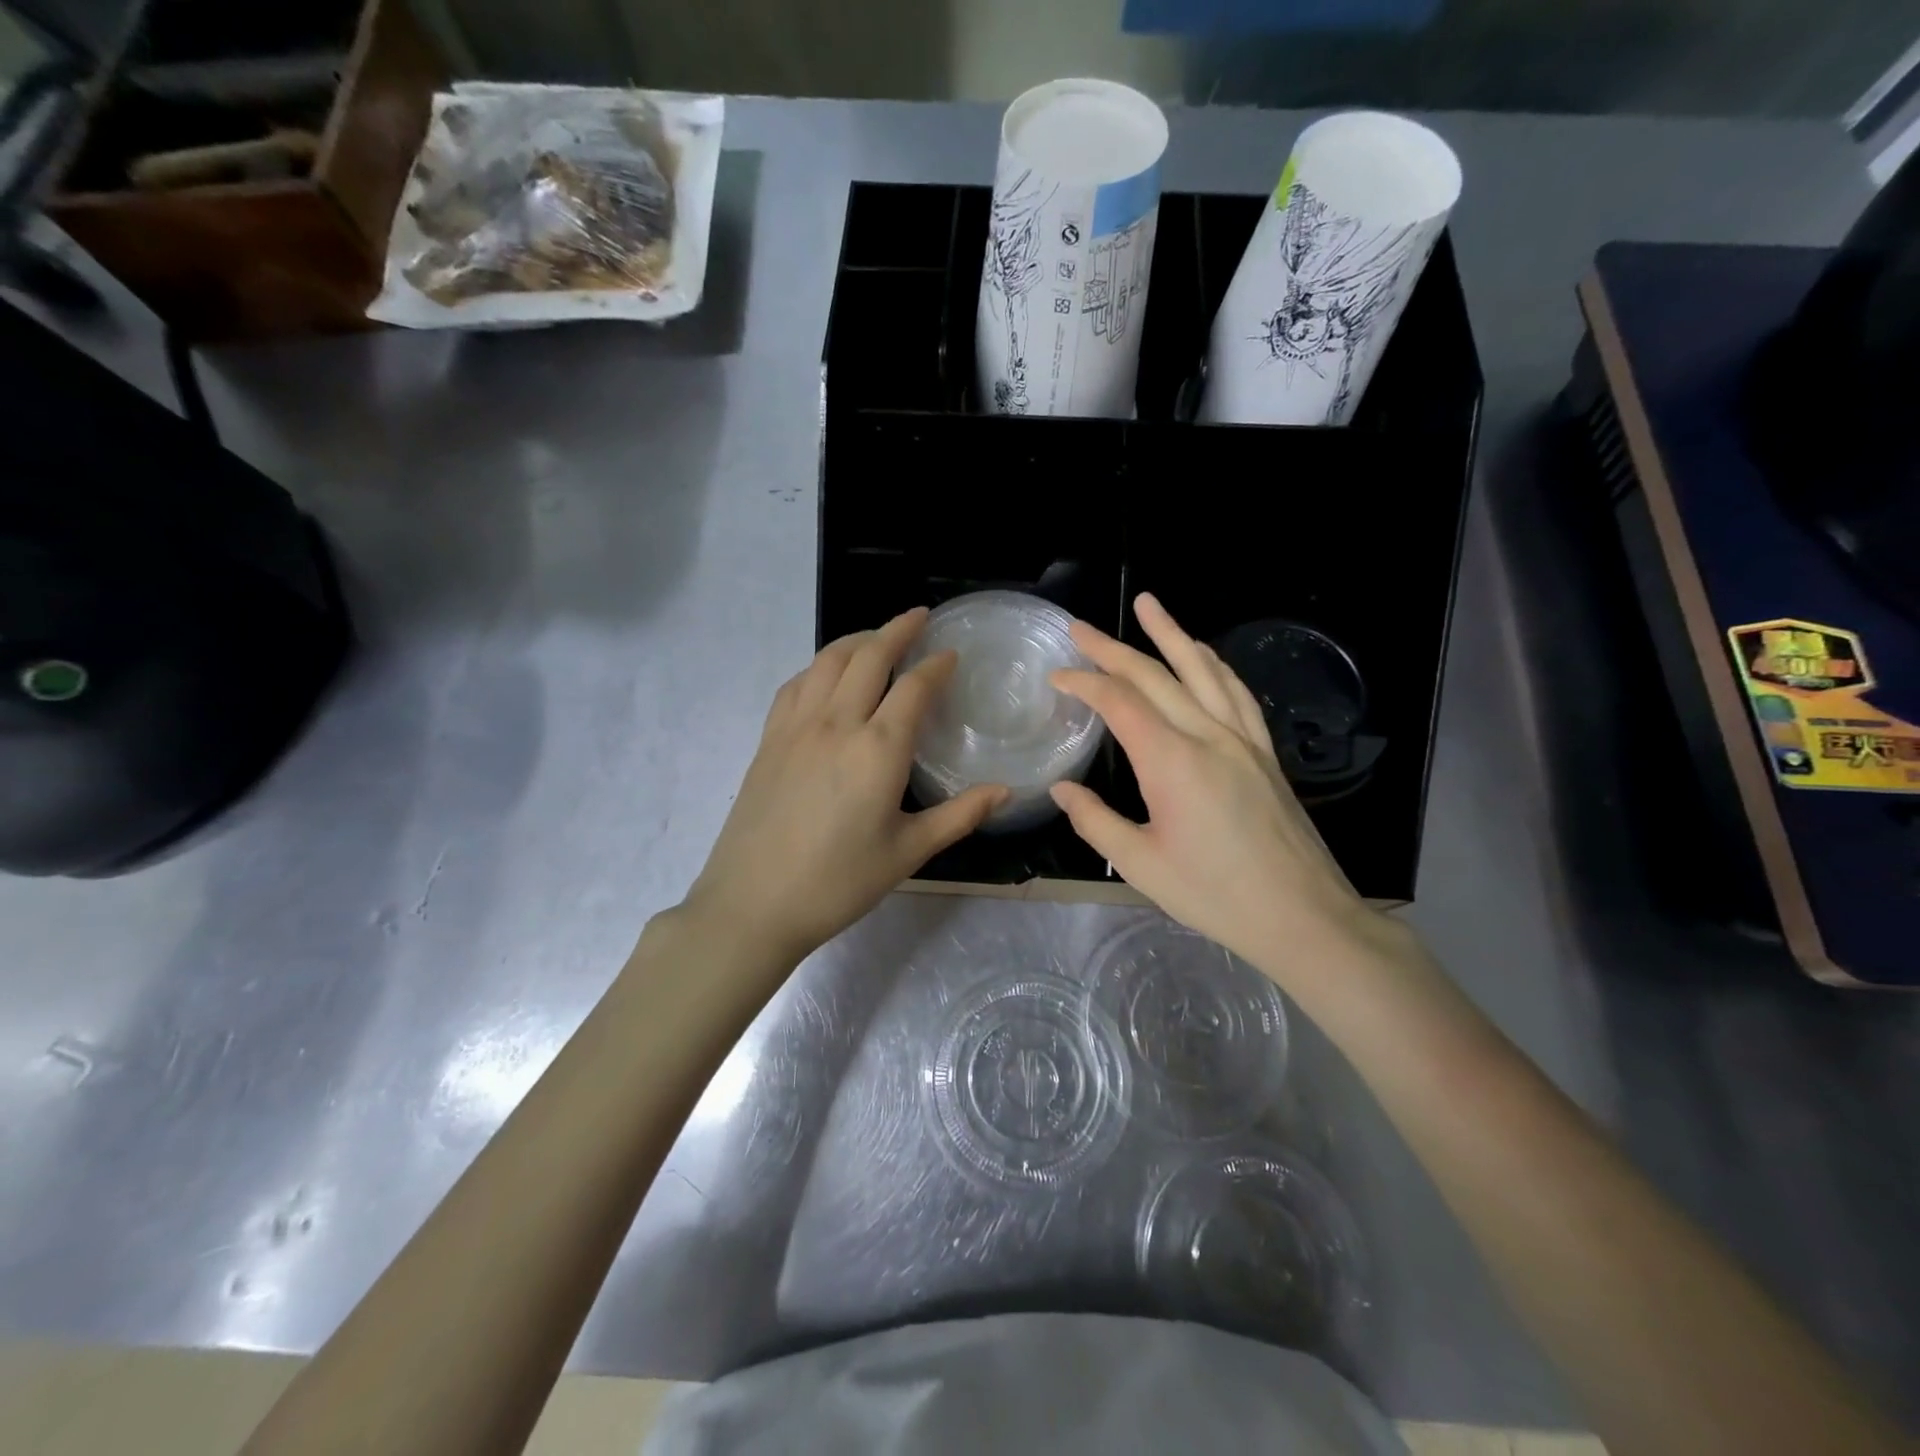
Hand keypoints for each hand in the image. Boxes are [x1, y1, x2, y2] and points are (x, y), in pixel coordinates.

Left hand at [684, 608, 1007, 963]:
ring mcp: (796, 727)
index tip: (951, 653)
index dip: (936, 665)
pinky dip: (820, 666)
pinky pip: (797, 684)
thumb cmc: (838, 882)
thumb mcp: (908, 852)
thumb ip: (960, 815)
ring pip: (828, 661)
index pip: (913, 687)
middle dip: (897, 630)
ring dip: (857, 640)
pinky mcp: (769, 739)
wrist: (753, 903)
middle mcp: (837, 723)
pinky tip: (828, 675)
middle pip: (868, 656)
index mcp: (878, 749)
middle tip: (919, 618)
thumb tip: (1005, 791)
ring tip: (877, 638)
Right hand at [1049, 594, 1396, 985]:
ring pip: (1202, 670)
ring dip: (1171, 633)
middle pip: (1155, 675)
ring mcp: (1242, 739)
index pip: (1119, 702)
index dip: (1084, 682)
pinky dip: (1213, 664)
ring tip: (1148, 605)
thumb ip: (1095, 821)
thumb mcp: (1141, 865)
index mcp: (1171, 761)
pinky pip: (1235, 692)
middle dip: (1113, 647)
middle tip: (1080, 627)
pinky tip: (1203, 654)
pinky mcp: (1264, 751)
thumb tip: (1061, 790)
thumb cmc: (1214, 895)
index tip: (1057, 675)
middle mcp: (1208, 735)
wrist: (1302, 915)